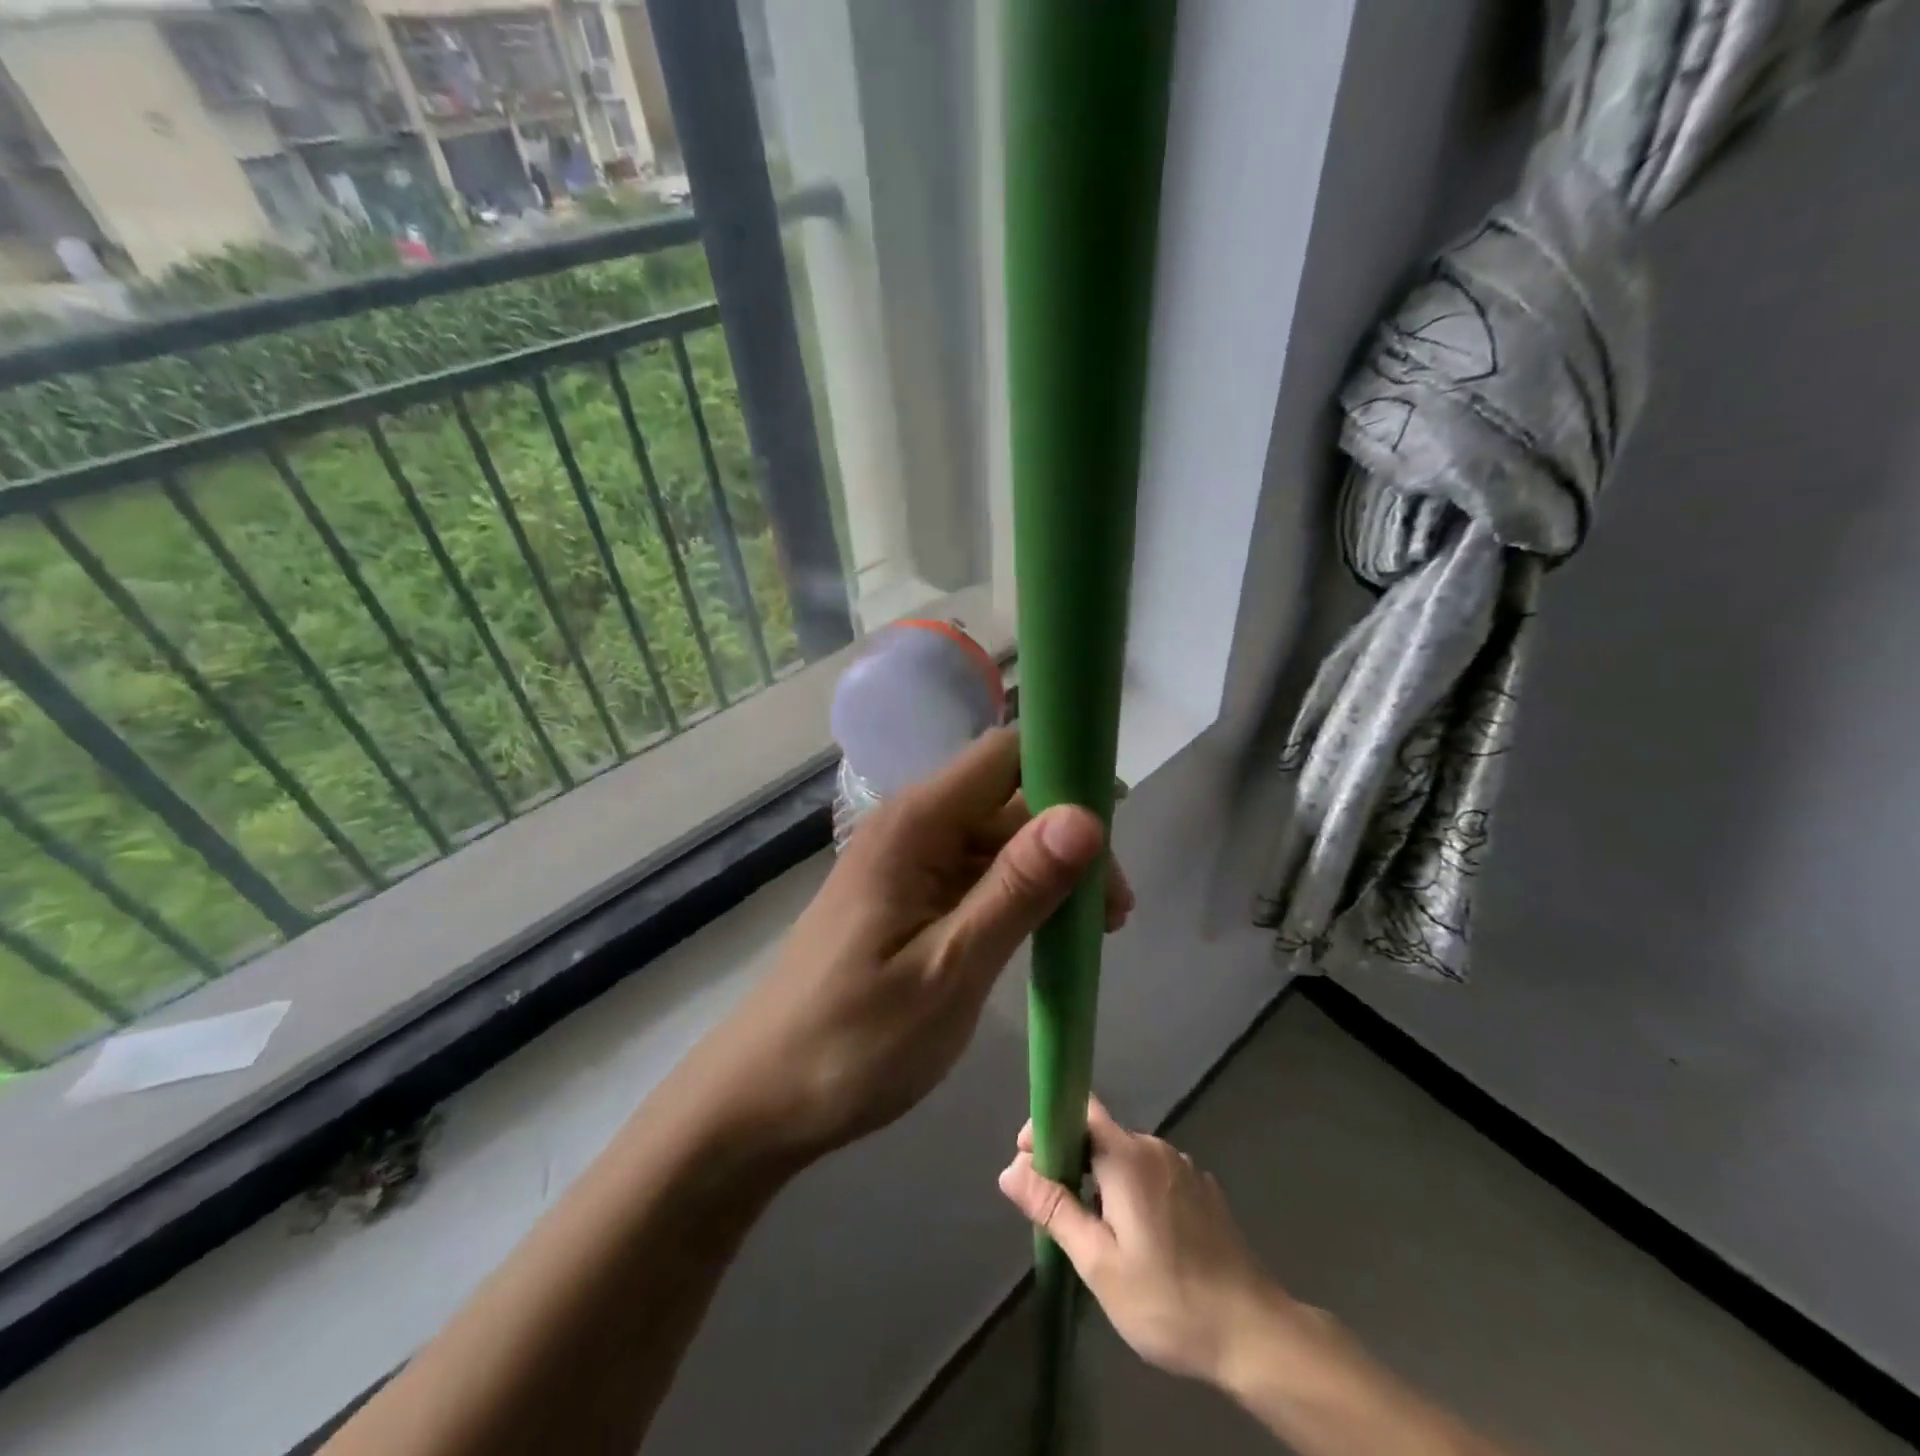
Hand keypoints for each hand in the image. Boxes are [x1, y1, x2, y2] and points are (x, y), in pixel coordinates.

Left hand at [694, 728, 1131, 1160]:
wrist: (763, 1099)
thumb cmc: (852, 1042)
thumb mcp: (949, 970)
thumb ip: (1017, 889)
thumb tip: (1089, 815)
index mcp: (915, 825)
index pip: (1005, 755)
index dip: (1064, 772)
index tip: (1113, 832)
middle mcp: (913, 827)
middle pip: (1010, 799)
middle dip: (1069, 839)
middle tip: (1115, 915)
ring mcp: (910, 863)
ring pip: (999, 839)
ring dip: (1050, 873)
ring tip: (1092, 933)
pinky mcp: (910, 897)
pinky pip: (978, 874)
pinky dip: (1019, 897)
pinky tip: (1046, 936)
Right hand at [998, 1098, 1315, 1388]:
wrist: (1256, 1335)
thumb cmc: (1168, 1300)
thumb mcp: (1099, 1262)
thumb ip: (1054, 1209)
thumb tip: (1011, 1168)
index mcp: (1127, 1156)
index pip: (1080, 1109)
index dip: (1049, 1125)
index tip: (1029, 1162)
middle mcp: (1155, 1148)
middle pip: (1101, 1136)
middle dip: (1072, 1163)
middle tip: (1060, 1214)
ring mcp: (1184, 1168)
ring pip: (1128, 1159)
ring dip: (1104, 1183)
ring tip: (1098, 1235)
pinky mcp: (1204, 1191)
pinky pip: (1155, 1177)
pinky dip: (1135, 1194)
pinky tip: (1141, 1241)